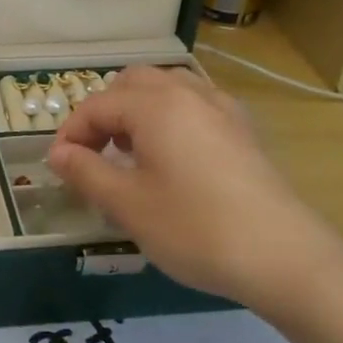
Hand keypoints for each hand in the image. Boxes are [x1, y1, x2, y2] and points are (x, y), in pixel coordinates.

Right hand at [47, 66, 342, 319]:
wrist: (285, 258)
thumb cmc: (195, 229)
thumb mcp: (128, 205)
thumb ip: (85, 172)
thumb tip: (57, 153)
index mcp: (156, 106)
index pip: (97, 106)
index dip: (71, 134)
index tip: (60, 168)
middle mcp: (188, 94)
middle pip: (132, 83)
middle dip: (104, 112)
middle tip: (93, 154)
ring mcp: (222, 109)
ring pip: (167, 88)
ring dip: (137, 110)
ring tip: (129, 151)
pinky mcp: (244, 131)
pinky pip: (195, 105)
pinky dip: (170, 118)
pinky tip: (172, 157)